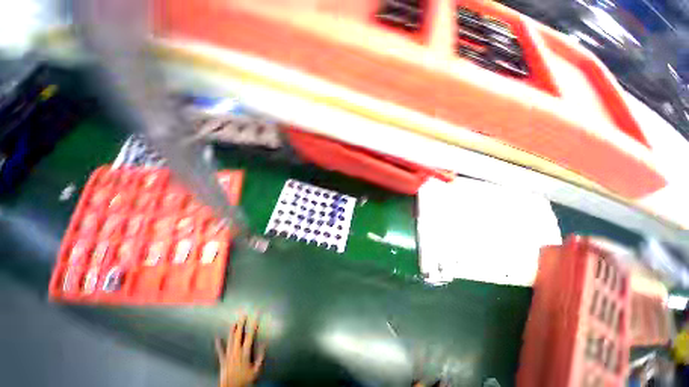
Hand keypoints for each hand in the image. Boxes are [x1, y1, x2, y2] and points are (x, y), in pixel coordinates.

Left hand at [215, 315, 265, 386]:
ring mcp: (228, 355)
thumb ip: (260, 358)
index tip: (256, 317)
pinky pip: (220, 350)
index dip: (253, 325)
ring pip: (230, 340)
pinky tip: (217, 338)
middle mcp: (236, 351)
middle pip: (239, 335)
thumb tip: (265, 344)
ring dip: (232, 330)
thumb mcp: (256, 371)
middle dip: (241, 324)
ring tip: (234, 322)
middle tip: (243, 315)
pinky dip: (218, 344)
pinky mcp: (222, 360)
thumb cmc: (244, 380)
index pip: (250, 336)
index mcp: (245, 353)